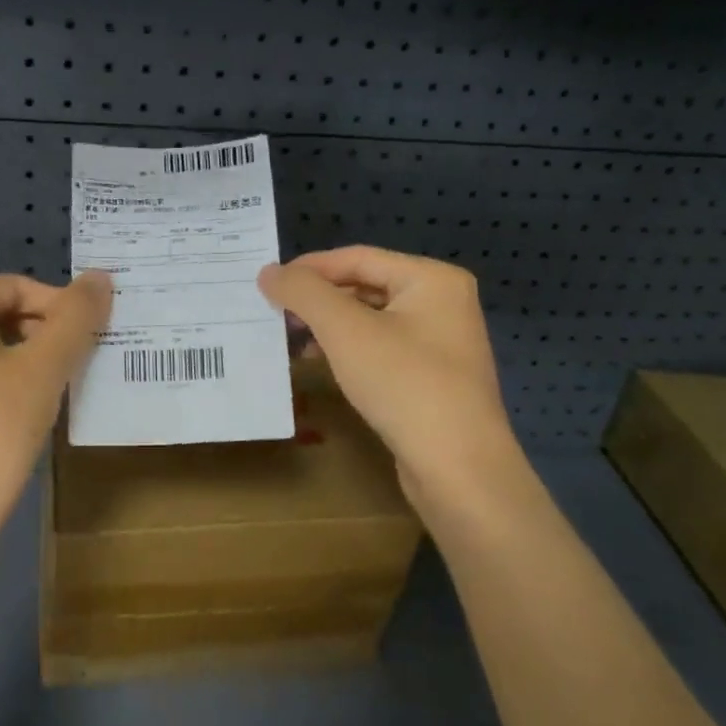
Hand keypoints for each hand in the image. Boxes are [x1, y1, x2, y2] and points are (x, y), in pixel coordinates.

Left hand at [0, 271, 111, 580]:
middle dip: (28, 322)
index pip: (12, 286)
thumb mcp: (46, 371)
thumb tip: (99, 278)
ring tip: (39, 381)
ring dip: (5, 347)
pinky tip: (1, 408)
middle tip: (64, 355)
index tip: (86, 336)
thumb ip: (76, 318)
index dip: (56, 304)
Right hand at [258, 247, 522, 515]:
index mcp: (432, 279)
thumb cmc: (404, 385)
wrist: (458, 467)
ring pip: (371, 319)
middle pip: (365, 286)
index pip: (357, 258)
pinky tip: (323, 364)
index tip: (267, 284)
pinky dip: (349, 350)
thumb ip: (304, 293)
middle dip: (318, 299)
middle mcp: (443, 302)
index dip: (308, 268)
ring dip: (329, 326)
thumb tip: (268, 271)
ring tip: (292, 340)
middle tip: (275, 313)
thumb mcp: (346, 331)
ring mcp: (441, 342)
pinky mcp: (433, 377)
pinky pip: (381, 348)